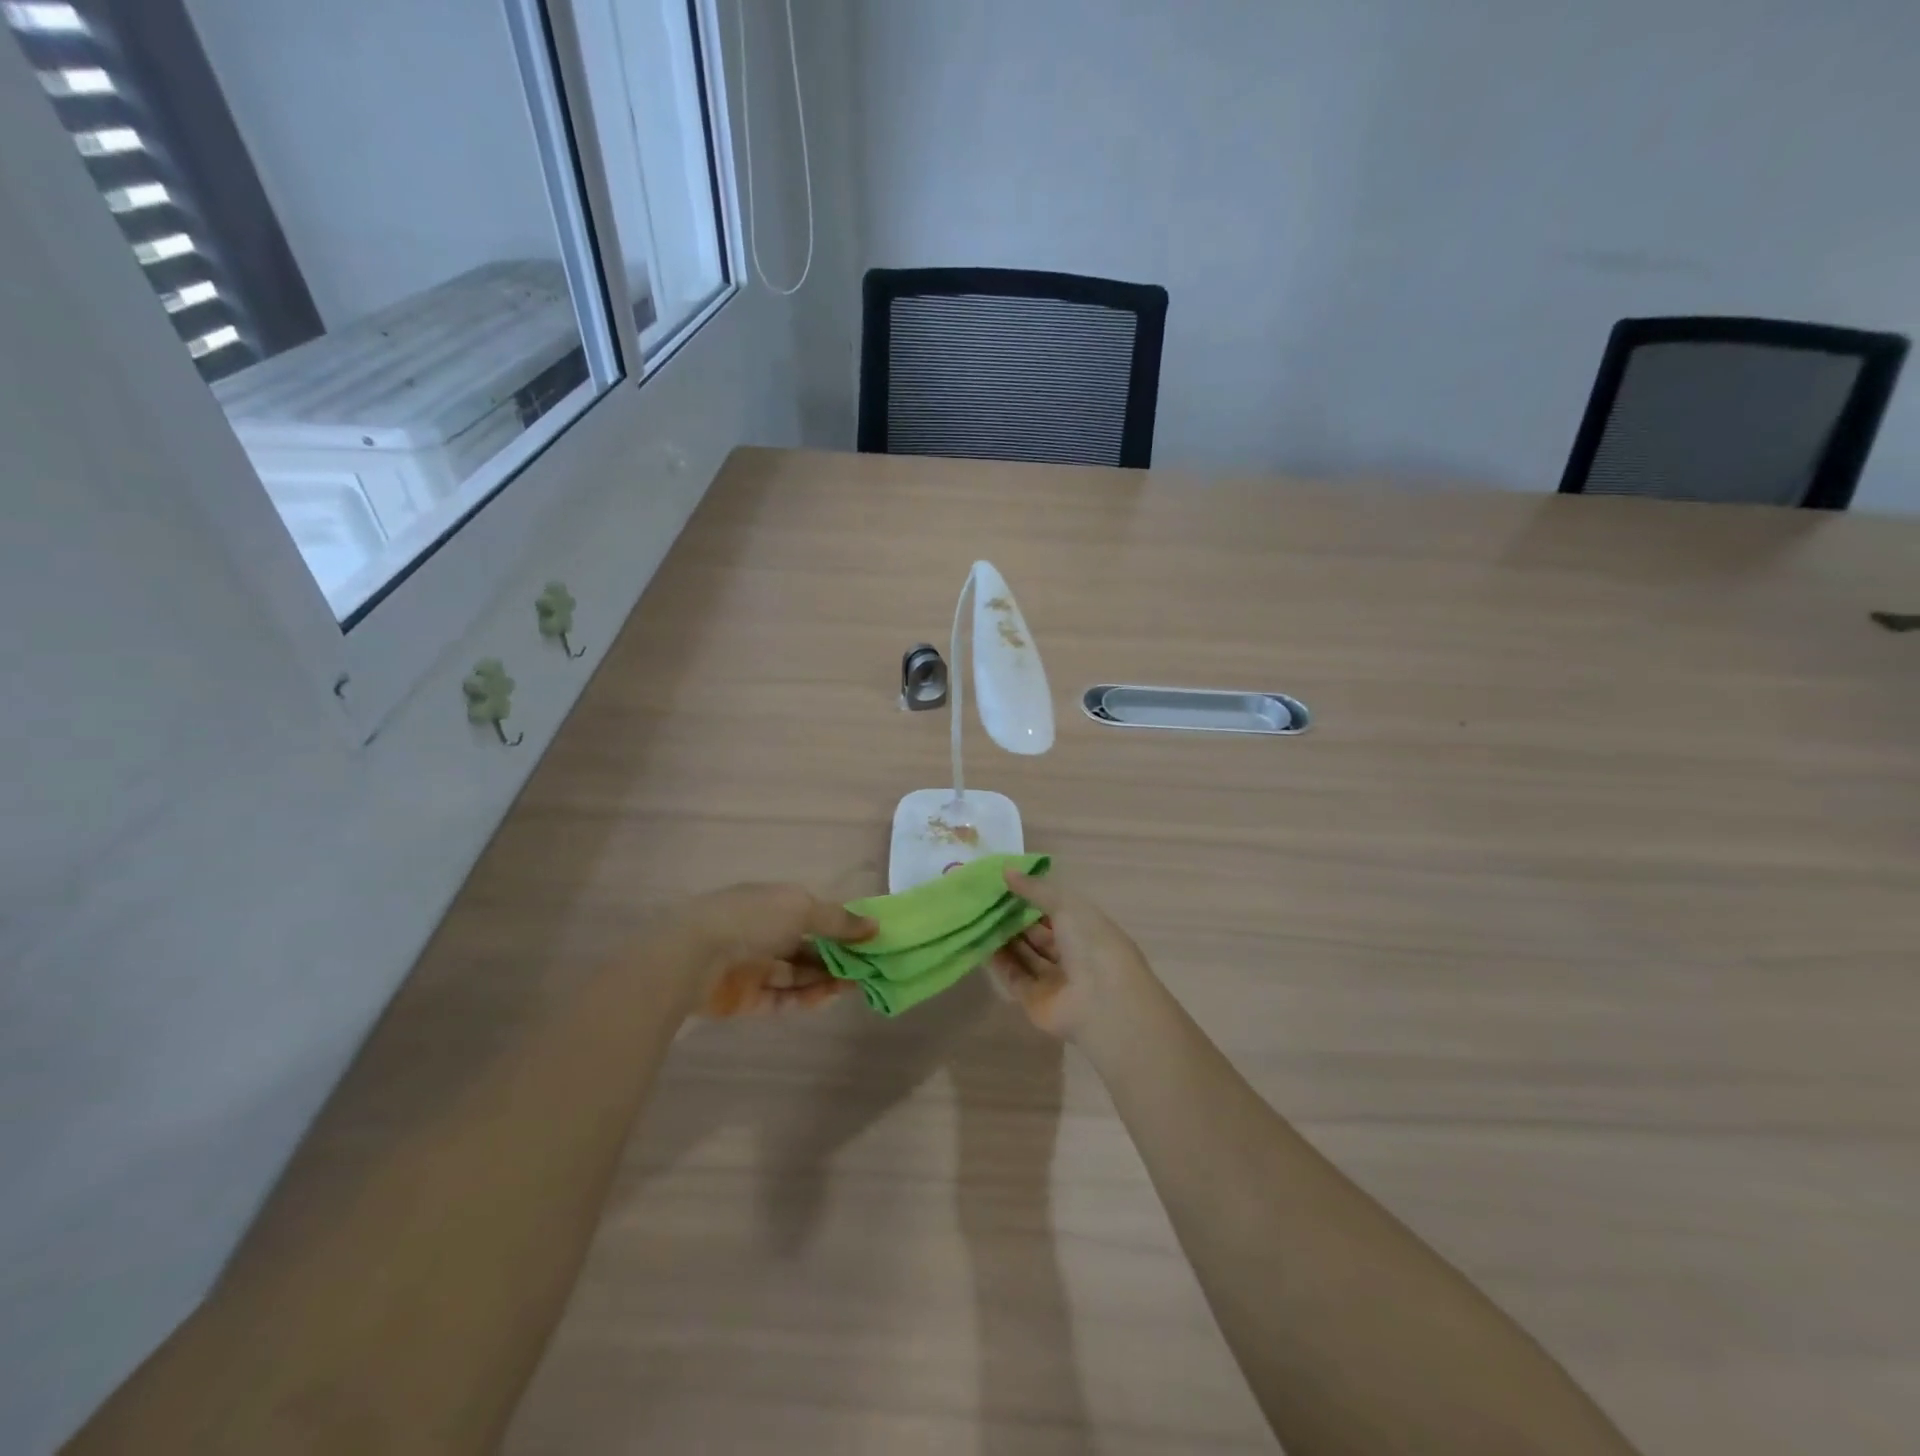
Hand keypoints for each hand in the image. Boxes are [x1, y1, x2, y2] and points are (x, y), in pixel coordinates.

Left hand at [668, 883, 874, 1017]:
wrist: (693, 956)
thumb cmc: (752, 920)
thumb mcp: (802, 909)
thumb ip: (839, 921)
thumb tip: (875, 926)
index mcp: (773, 903)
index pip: (813, 914)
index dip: (841, 926)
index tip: (871, 940)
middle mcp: (763, 932)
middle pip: (807, 946)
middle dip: (837, 956)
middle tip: (869, 968)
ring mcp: (753, 966)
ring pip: (796, 974)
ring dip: (825, 979)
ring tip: (855, 985)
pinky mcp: (745, 998)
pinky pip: (781, 998)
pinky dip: (805, 998)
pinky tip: (829, 998)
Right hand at [988, 869, 1155, 1042]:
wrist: (1101, 1003)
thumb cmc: (1091, 945)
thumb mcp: (1066, 906)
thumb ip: (1035, 889)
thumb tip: (1005, 870)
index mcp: (1087, 929)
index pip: (1057, 910)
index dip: (1033, 897)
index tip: (1005, 883)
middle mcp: (1072, 954)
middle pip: (1039, 934)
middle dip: (1015, 918)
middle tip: (985, 900)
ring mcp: (1054, 979)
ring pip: (1025, 955)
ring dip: (1004, 938)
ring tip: (977, 916)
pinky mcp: (1035, 1000)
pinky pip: (1014, 976)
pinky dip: (999, 962)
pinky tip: (979, 942)